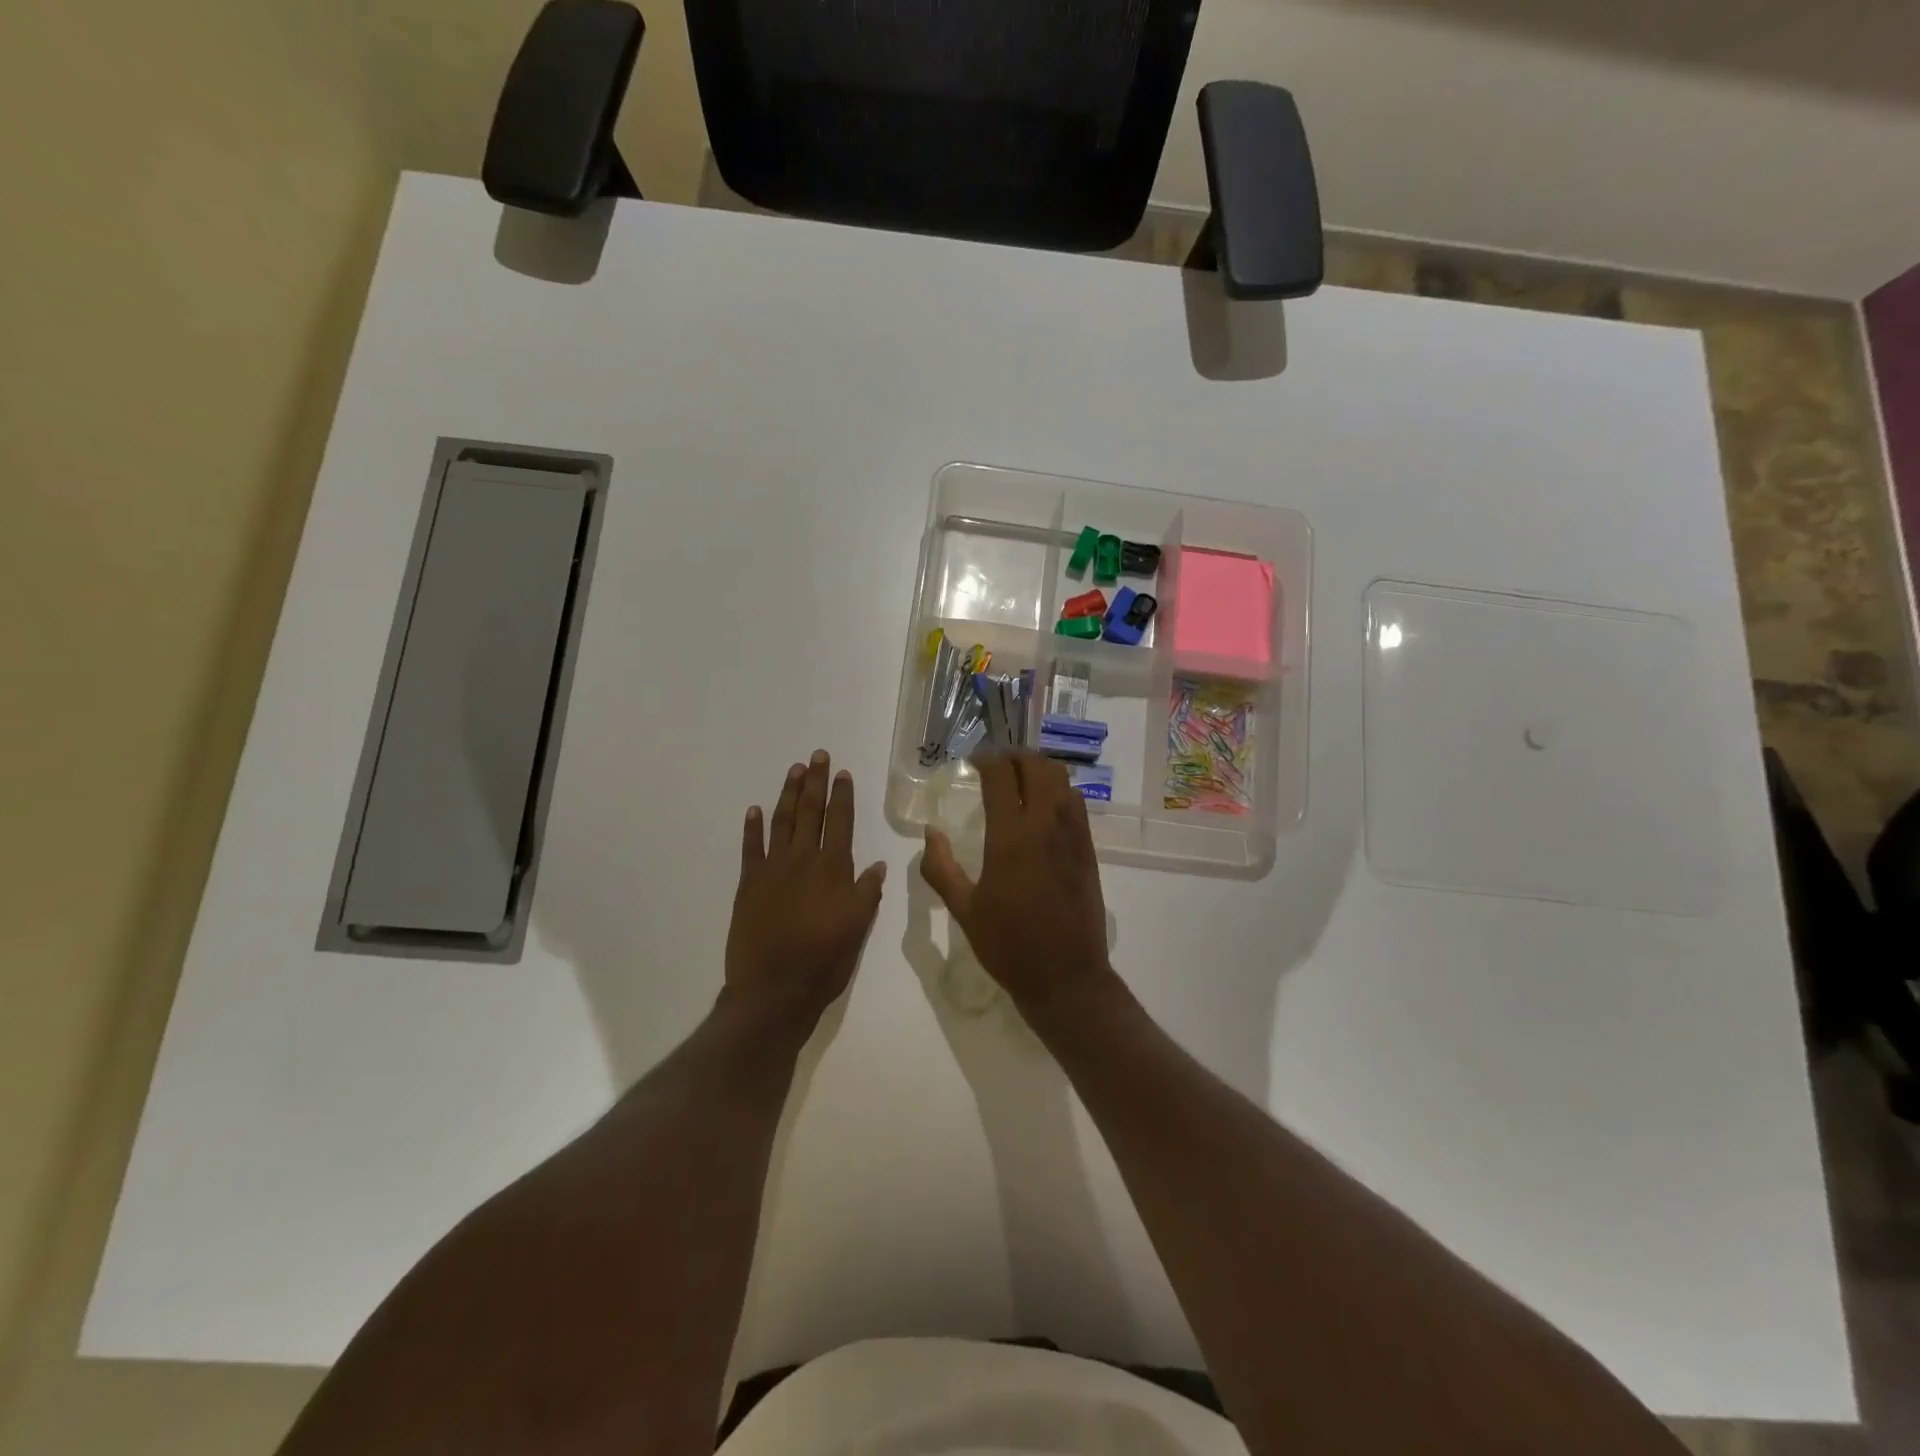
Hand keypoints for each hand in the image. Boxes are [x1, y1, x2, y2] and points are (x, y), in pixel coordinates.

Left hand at [725, 750, 886, 1026]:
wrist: (774, 989)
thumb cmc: (825, 960)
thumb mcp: (858, 927)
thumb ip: (867, 892)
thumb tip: (876, 865)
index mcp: (833, 868)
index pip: (840, 822)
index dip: (842, 795)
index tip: (842, 772)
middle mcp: (803, 860)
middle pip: (810, 812)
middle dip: (815, 782)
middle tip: (817, 755)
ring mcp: (772, 869)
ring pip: (781, 822)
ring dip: (788, 794)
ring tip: (794, 770)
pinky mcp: (748, 885)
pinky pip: (750, 848)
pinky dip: (752, 827)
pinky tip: (754, 810)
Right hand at [920, 749, 1114, 1015]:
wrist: (1066, 976)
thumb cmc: (1009, 945)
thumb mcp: (964, 910)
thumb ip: (941, 868)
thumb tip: (930, 832)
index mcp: (1011, 837)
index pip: (1002, 776)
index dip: (987, 759)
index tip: (974, 761)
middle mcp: (1045, 825)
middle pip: (1037, 767)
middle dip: (1016, 757)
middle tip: (997, 764)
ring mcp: (1072, 835)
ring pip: (1061, 780)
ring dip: (1039, 770)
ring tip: (1020, 780)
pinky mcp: (1088, 849)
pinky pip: (1076, 803)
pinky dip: (1058, 790)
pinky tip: (1043, 808)